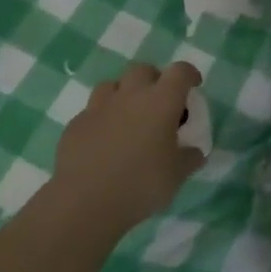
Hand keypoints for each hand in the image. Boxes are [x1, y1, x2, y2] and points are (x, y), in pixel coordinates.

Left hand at [54, 61, 205, 234]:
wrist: (85, 202)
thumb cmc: (140, 184)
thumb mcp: (177, 175)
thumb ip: (189, 159)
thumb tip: (194, 153)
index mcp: (161, 102)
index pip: (180, 72)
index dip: (189, 74)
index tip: (193, 86)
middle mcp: (130, 95)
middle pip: (143, 70)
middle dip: (154, 80)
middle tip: (160, 102)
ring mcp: (99, 107)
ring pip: (113, 85)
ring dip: (124, 93)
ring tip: (129, 117)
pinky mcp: (76, 124)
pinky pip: (92, 111)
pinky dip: (103, 118)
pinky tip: (104, 140)